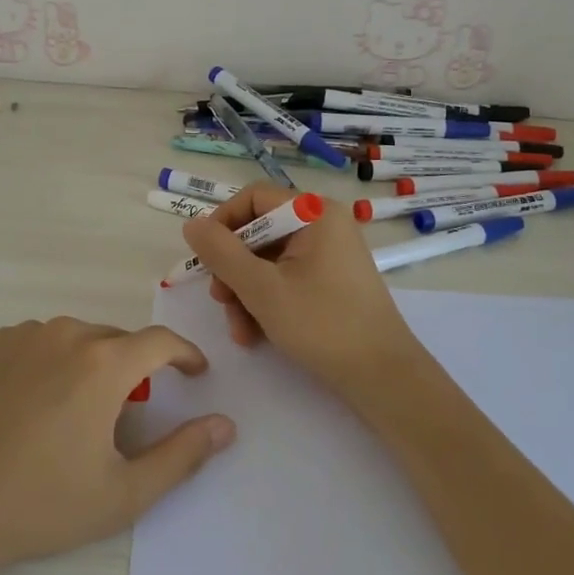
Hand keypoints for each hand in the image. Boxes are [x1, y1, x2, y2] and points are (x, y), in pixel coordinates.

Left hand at [0, 317, 233, 574]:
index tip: (194, 374)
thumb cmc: (39, 505)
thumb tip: (225, 426)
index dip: (185, 355)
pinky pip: (42, 342)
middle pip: (118, 341)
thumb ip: (182, 455)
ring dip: (94, 364)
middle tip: (133, 413)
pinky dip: (55, 361)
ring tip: (83, 412)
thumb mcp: (123, 493)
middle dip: (137, 368)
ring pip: (79, 339)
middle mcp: (66, 334)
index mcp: (103, 364)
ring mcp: (23, 336)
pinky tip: (41, 403)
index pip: (161, 342)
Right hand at [181, 185, 423, 397]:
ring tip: (240, 330)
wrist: (382, 376)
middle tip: (220, 301)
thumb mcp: (261, 288)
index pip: (254, 198)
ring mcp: (330, 254)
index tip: (204, 260)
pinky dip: (267, 301)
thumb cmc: (322, 324)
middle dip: (233, 270)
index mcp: (314, 213)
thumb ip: (221, 253)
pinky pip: (287, 278)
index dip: (222, 224)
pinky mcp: (332, 281)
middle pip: (259, 232)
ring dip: (245, 293)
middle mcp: (324, 224)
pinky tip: (255, 334)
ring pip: (268, 261)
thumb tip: (191, 224)